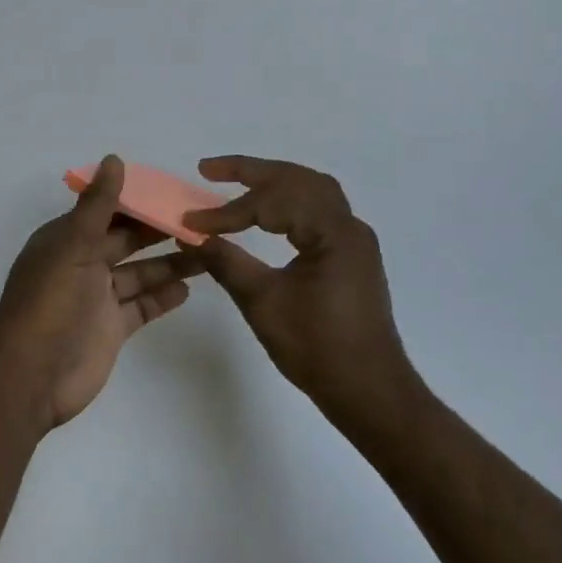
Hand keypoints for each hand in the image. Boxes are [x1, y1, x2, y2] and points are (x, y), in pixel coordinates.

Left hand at [0, 156, 201, 429]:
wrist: (32, 376)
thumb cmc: (50, 302)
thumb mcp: (73, 245)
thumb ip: (98, 206)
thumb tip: (114, 158)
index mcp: (67, 239)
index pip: (107, 211)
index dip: (138, 199)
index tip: (174, 190)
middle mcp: (82, 264)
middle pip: (126, 240)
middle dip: (159, 229)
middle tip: (201, 219)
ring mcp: (97, 298)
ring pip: (139, 273)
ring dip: (169, 262)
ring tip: (208, 250)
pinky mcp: (111, 329)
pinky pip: (141, 306)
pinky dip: (162, 296)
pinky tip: (189, 287)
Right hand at [185, 156, 423, 427]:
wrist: (370, 393)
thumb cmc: (318, 350)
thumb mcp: (263, 304)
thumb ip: (226, 262)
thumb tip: (190, 235)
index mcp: (333, 234)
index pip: (273, 204)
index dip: (228, 211)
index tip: (192, 222)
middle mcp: (349, 226)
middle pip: (297, 179)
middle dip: (251, 171)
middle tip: (208, 169)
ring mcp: (353, 239)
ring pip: (310, 189)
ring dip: (272, 180)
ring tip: (234, 180)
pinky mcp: (350, 254)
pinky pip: (318, 209)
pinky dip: (287, 200)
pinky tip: (265, 211)